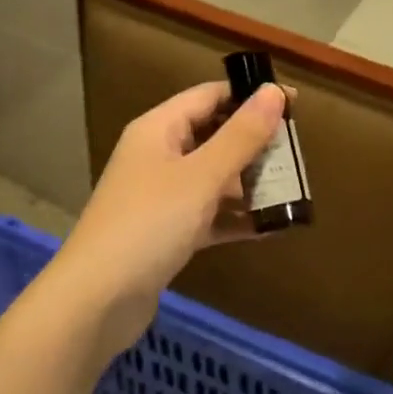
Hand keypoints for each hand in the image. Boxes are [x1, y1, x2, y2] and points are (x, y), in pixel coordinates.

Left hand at [54, 80, 287, 355]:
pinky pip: (208, 214)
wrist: (96, 302)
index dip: (250, 95)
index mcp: (158, 129)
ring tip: (293, 190)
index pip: (210, 96)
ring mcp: (160, 196)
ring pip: (213, 177)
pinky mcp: (165, 232)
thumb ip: (241, 135)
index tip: (294, 104)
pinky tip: (270, 228)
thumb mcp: (201, 176)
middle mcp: (157, 155)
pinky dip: (235, 218)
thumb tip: (274, 91)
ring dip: (249, 182)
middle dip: (254, 143)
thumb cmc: (149, 224)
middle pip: (213, 135)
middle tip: (297, 153)